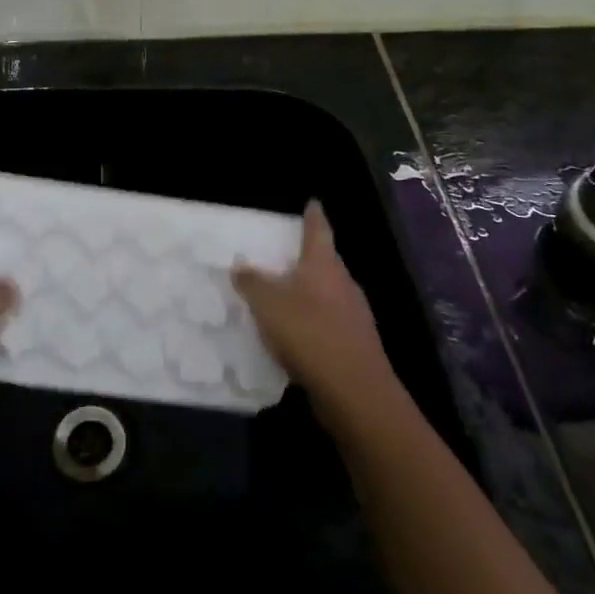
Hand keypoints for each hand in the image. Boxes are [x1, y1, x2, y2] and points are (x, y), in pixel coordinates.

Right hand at [232, 201, 396, 415]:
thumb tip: (240, 266)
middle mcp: (343, 284)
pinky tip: (297, 335)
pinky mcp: (354, 344)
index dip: (314, 216)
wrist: (354, 390)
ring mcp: (354, 315)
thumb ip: (252, 283)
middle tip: (286, 253)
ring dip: (309, 292)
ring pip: (329, 294)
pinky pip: (329, 323)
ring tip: (285, 294)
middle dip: (308, 258)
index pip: (319, 231)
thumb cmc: (309, 334)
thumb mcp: (268, 305)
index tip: (312, 202)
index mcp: (324, 266)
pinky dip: (313, 322)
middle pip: (326, 263)